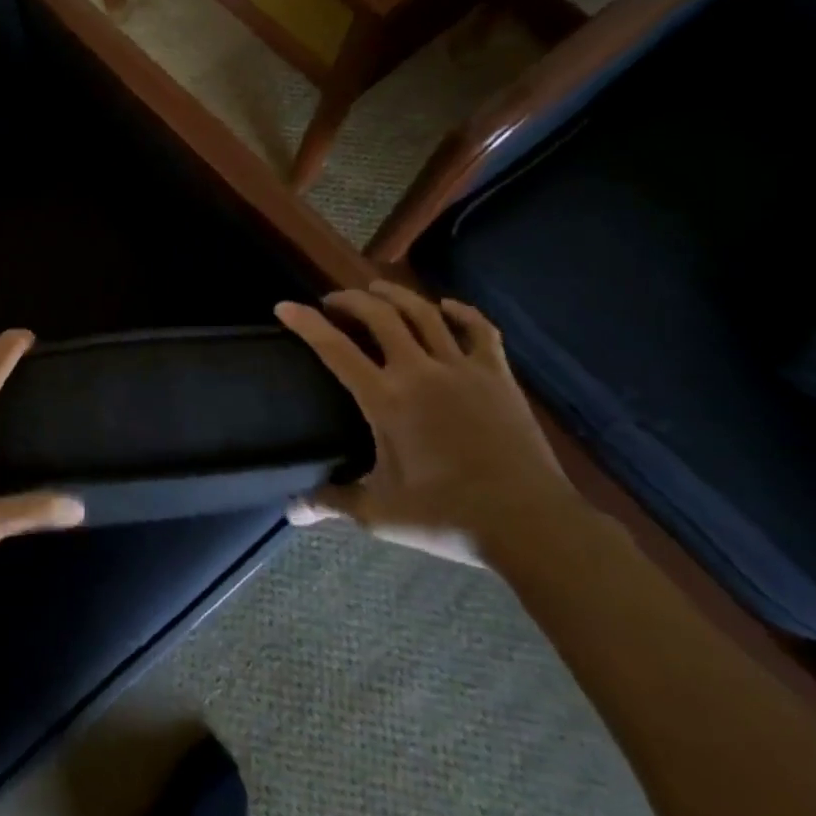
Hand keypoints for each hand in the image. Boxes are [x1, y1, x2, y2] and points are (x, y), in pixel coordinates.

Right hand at [275, 280, 578, 564]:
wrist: (531, 524)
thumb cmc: (448, 517)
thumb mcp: (380, 514)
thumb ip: (332, 502)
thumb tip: (290, 510)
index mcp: (386, 400)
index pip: (335, 349)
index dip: (306, 323)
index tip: (285, 306)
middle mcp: (420, 371)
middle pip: (379, 316)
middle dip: (350, 300)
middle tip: (333, 301)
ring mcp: (462, 369)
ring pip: (424, 313)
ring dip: (395, 296)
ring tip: (376, 290)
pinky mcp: (498, 376)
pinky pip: (479, 330)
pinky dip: (461, 312)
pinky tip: (447, 306)